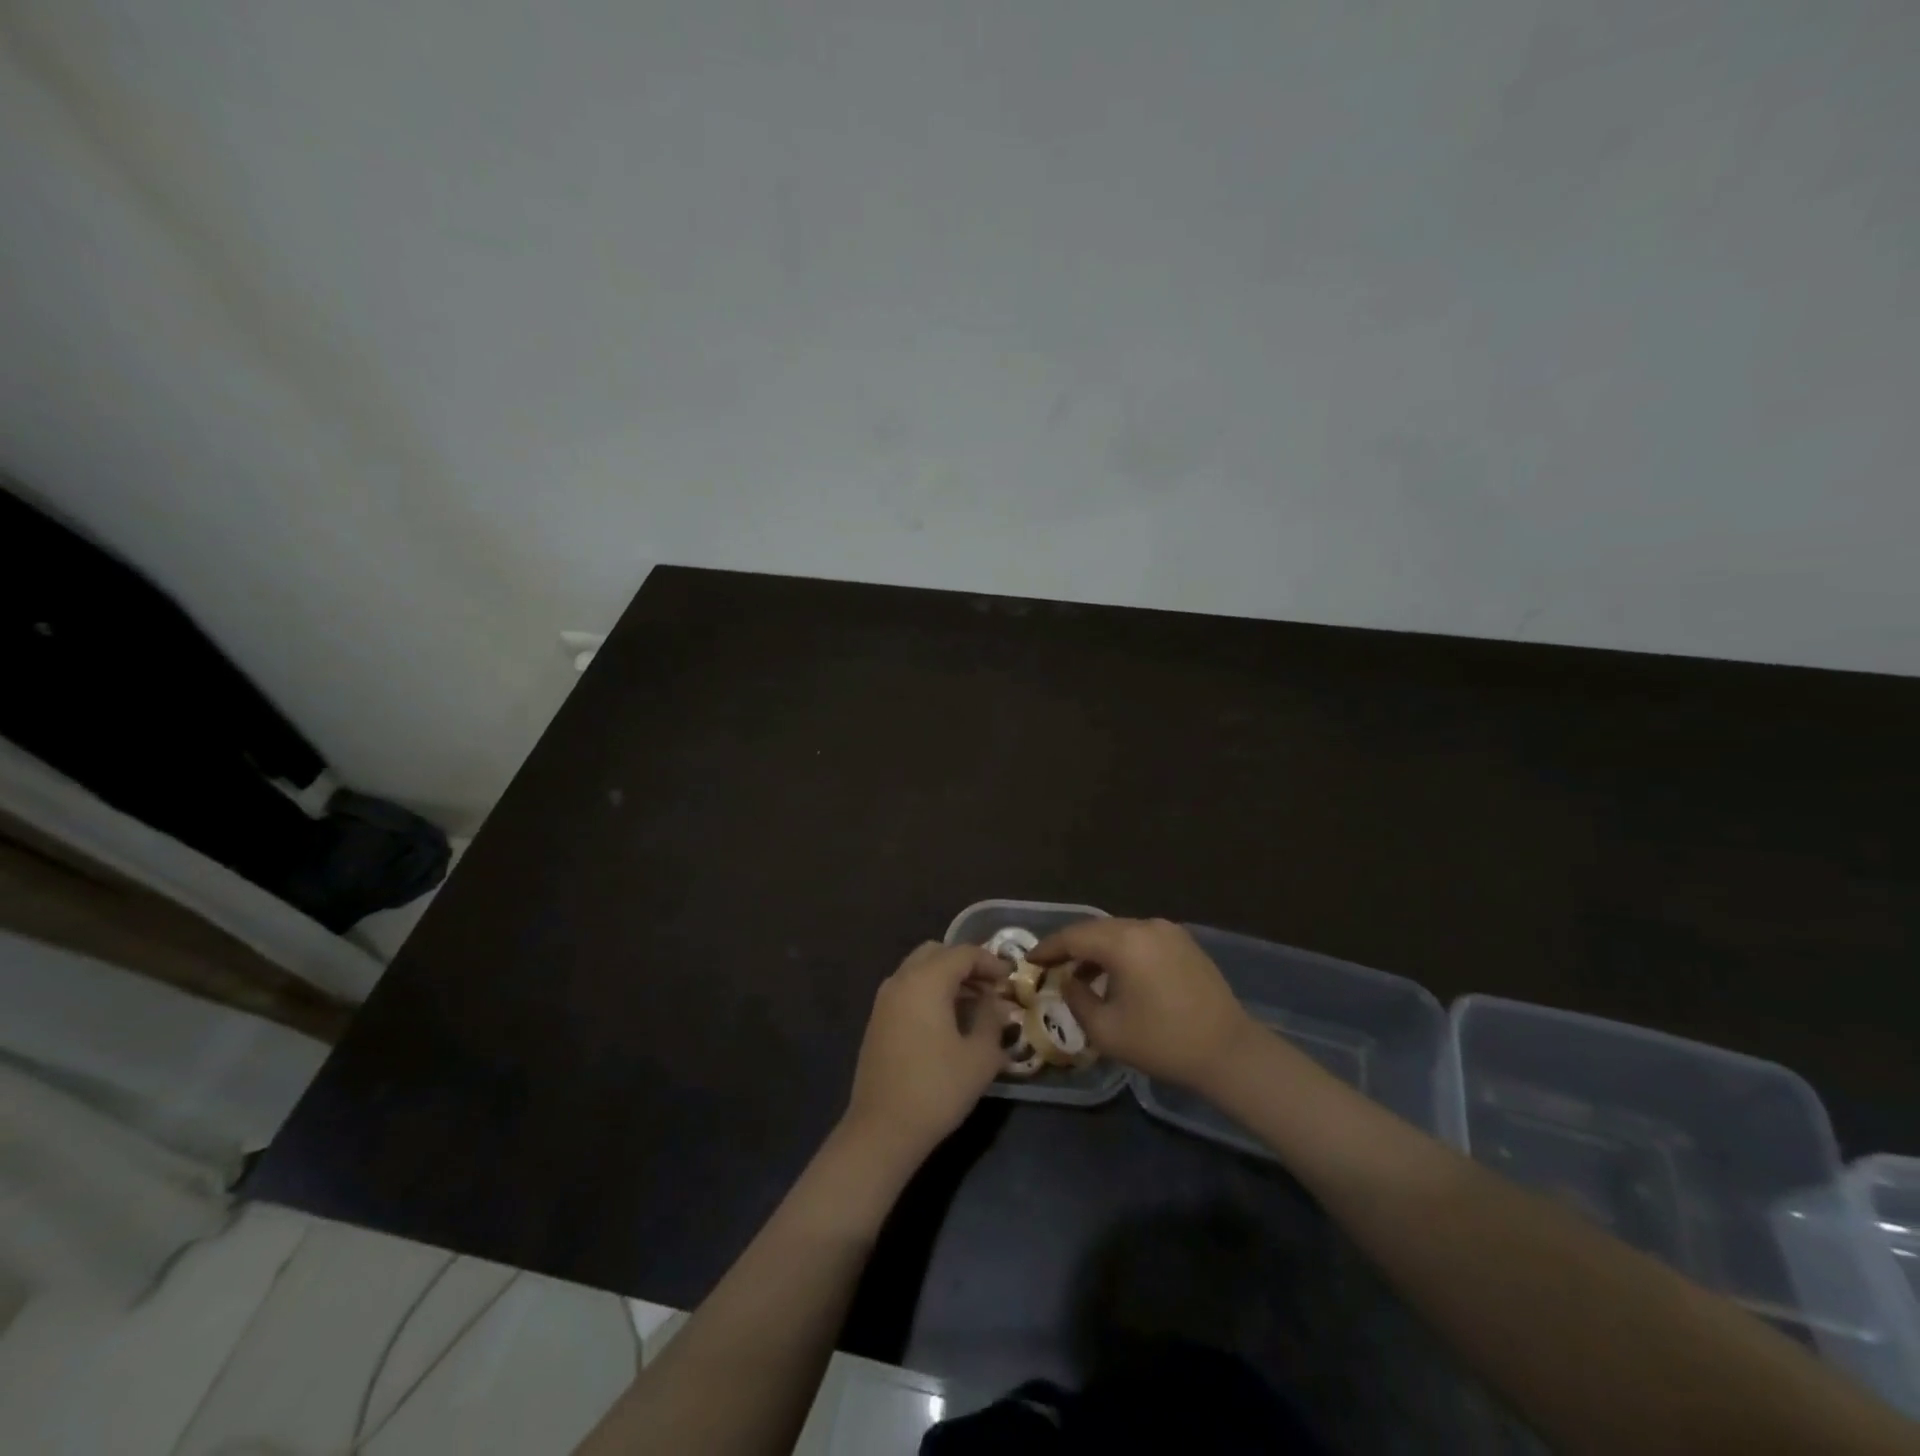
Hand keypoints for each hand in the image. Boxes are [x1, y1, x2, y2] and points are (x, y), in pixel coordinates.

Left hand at [843, 942, 1011, 1163]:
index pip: (963, 953)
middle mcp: (901, 980)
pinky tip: (947, 1021)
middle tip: (990, 987)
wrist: (882, 1129)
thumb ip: (992, 1021)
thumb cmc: (937, 1089)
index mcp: (926, 981)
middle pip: (937, 953)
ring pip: (919, 970)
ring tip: (973, 1004)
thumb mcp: (979, 1057)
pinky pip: (907, 989)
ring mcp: (884, 1000)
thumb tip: (998, 1004)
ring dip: (946, 978)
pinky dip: (929, 991)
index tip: (1010, 979)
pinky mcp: (877, 1020)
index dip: (990, 961)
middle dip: (965, 964)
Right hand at [1032, 918, 1256, 1090]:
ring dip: (1098, 951)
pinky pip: (1141, 940)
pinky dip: (1122, 952)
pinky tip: (1117, 977)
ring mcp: (1169, 931)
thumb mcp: (1106, 1030)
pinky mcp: (1185, 943)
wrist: (1228, 1052)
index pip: (1074, 936)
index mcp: (1124, 942)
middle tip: (1051, 967)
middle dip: (1071, 947)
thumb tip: (1069, 981)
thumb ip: (1077, 999)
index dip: (1048, 948)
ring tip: (1082, 977)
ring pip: (1120, 933)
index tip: (1029, 960)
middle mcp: (1145, 926)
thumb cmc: (1162, 1042)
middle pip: (1096, 930)